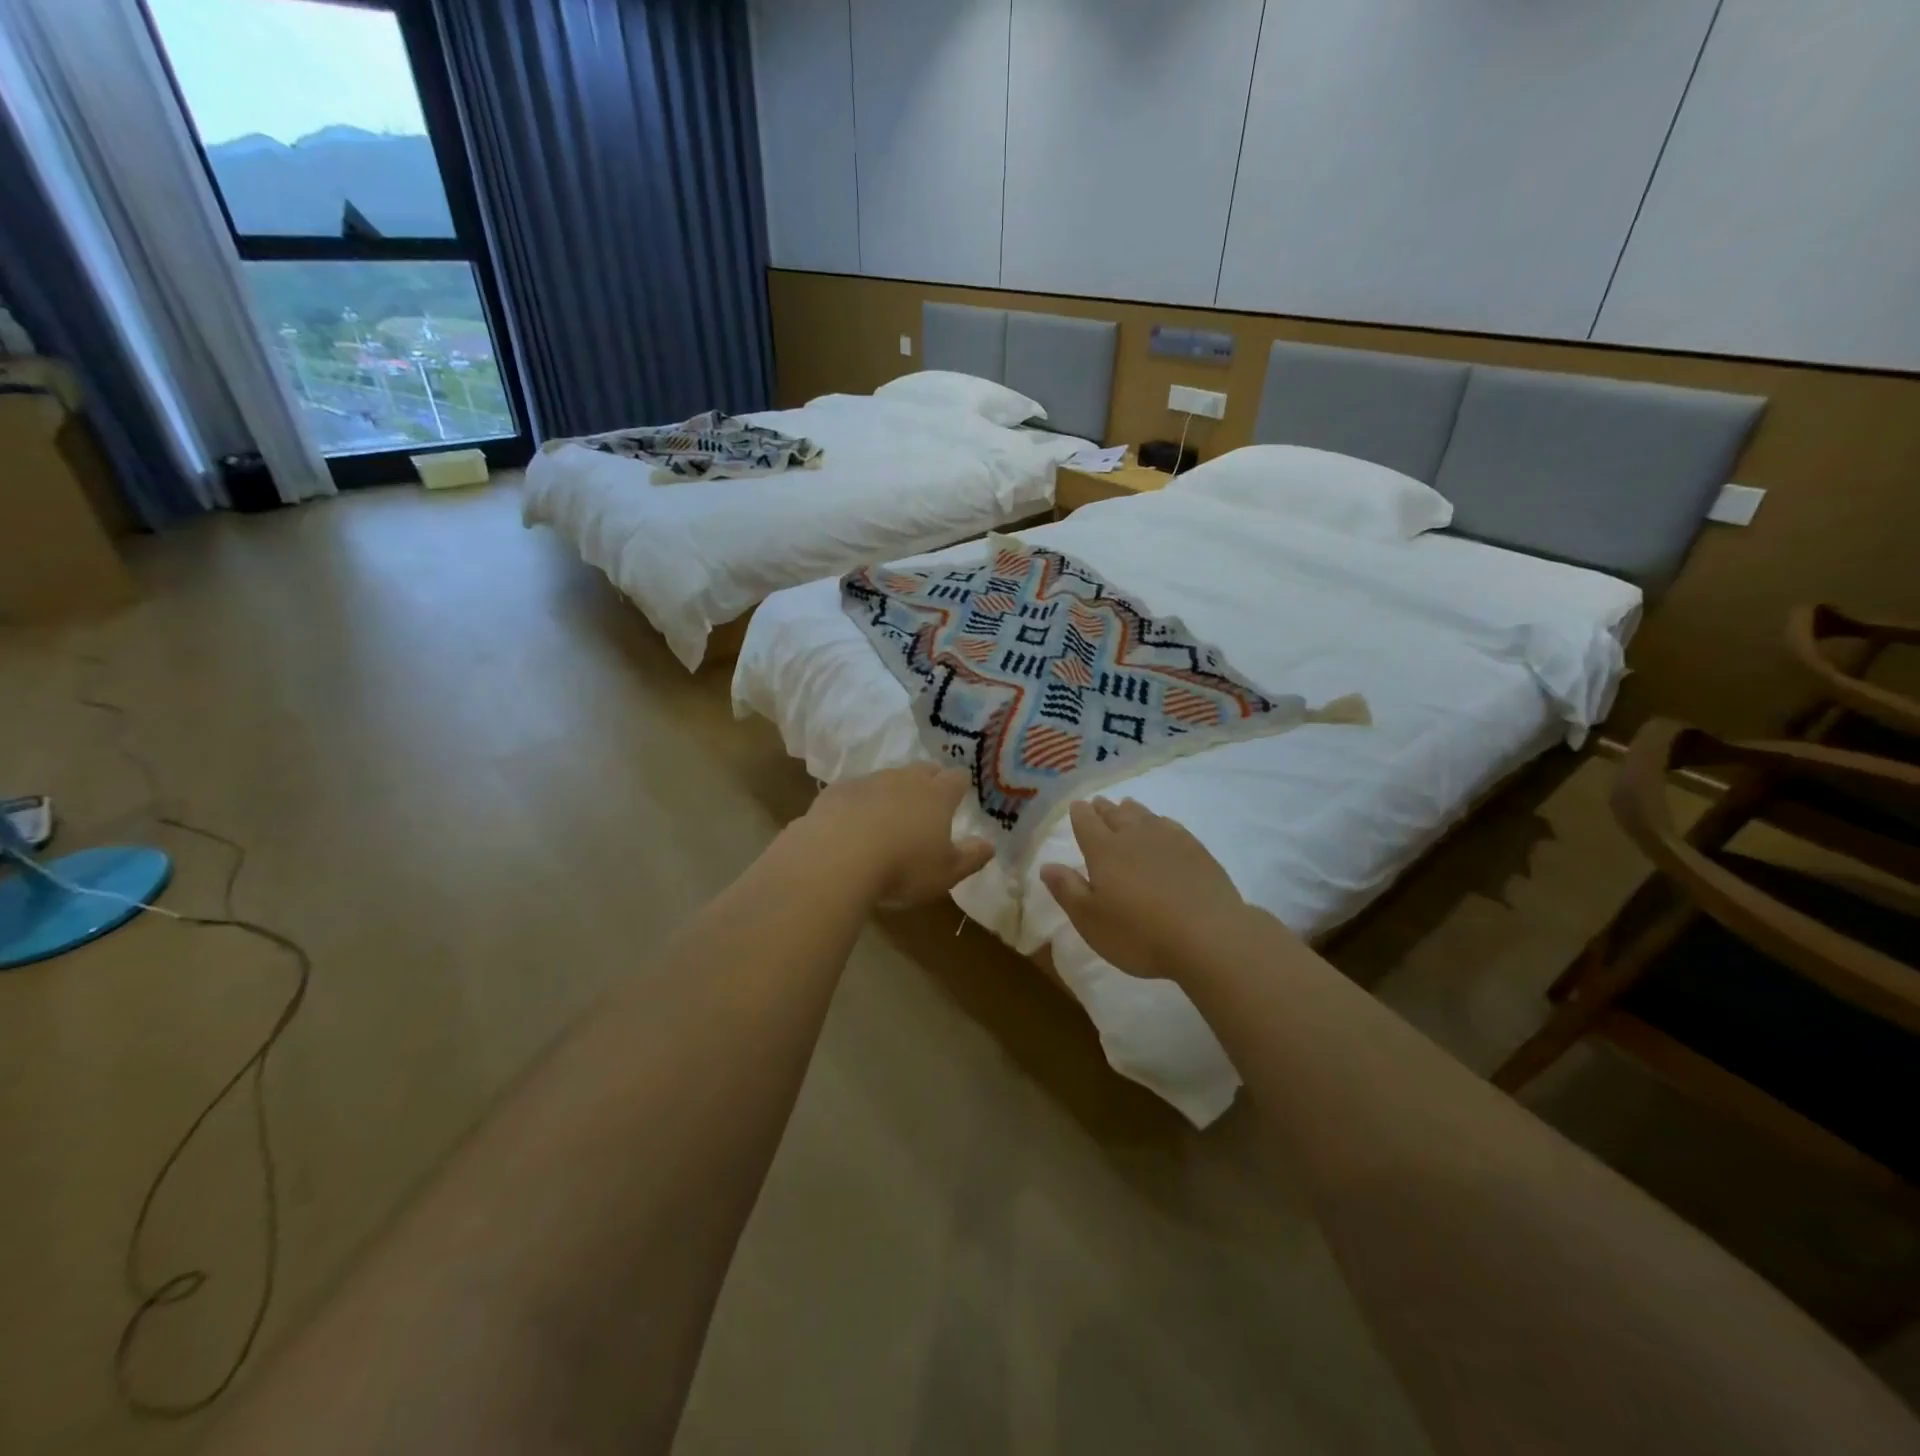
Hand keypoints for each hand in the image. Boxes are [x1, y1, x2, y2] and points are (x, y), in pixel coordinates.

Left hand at [800, 764, 994, 906]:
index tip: (959, 794)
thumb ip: (971, 857)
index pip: (957, 778)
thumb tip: (989, 845)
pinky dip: (859, 802)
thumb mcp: (946, 872)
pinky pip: (855, 791)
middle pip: (923, 769)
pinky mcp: (837, 791)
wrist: (836, 858)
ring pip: (888, 777)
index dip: (960, 785)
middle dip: (929, 780)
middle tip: (929, 800)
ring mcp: (868, 781)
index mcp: (937, 795)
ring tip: (889, 815)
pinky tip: (852, 823)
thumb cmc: (902, 867)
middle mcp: (905, 779)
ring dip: (892, 791)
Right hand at [1040, 798, 1248, 979]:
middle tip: (1098, 802)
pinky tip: (1162, 825)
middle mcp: (1133, 836)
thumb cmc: (1139, 934)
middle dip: (1103, 808)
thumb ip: (1067, 890)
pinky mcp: (1196, 850)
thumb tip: (1047, 865)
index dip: (1079, 814)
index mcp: (1103, 851)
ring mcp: (1168, 840)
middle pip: (1115, 814)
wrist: (1208, 936)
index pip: (1086, 823)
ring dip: (1132, 810)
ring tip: (1126, 805)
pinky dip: (1160, 821)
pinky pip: (1171, 826)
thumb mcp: (1090, 920)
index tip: (1077, 806)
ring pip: (1144, 816)